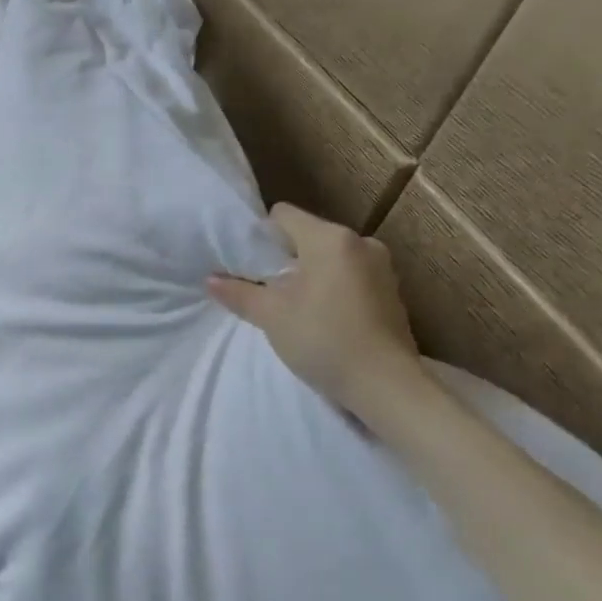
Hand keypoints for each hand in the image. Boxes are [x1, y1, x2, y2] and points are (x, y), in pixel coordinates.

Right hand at [208, 202, 423, 415]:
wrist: (385, 385)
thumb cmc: (323, 339)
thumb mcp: (271, 316)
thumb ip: (239, 293)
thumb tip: (210, 279)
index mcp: (331, 238)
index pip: (283, 215)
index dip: (260, 236)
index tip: (247, 264)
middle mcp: (361, 242)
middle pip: (307, 236)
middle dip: (283, 258)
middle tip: (263, 288)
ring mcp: (381, 267)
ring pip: (329, 258)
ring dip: (308, 274)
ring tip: (291, 306)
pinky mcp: (391, 291)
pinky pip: (349, 276)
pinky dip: (330, 288)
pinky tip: (321, 317)